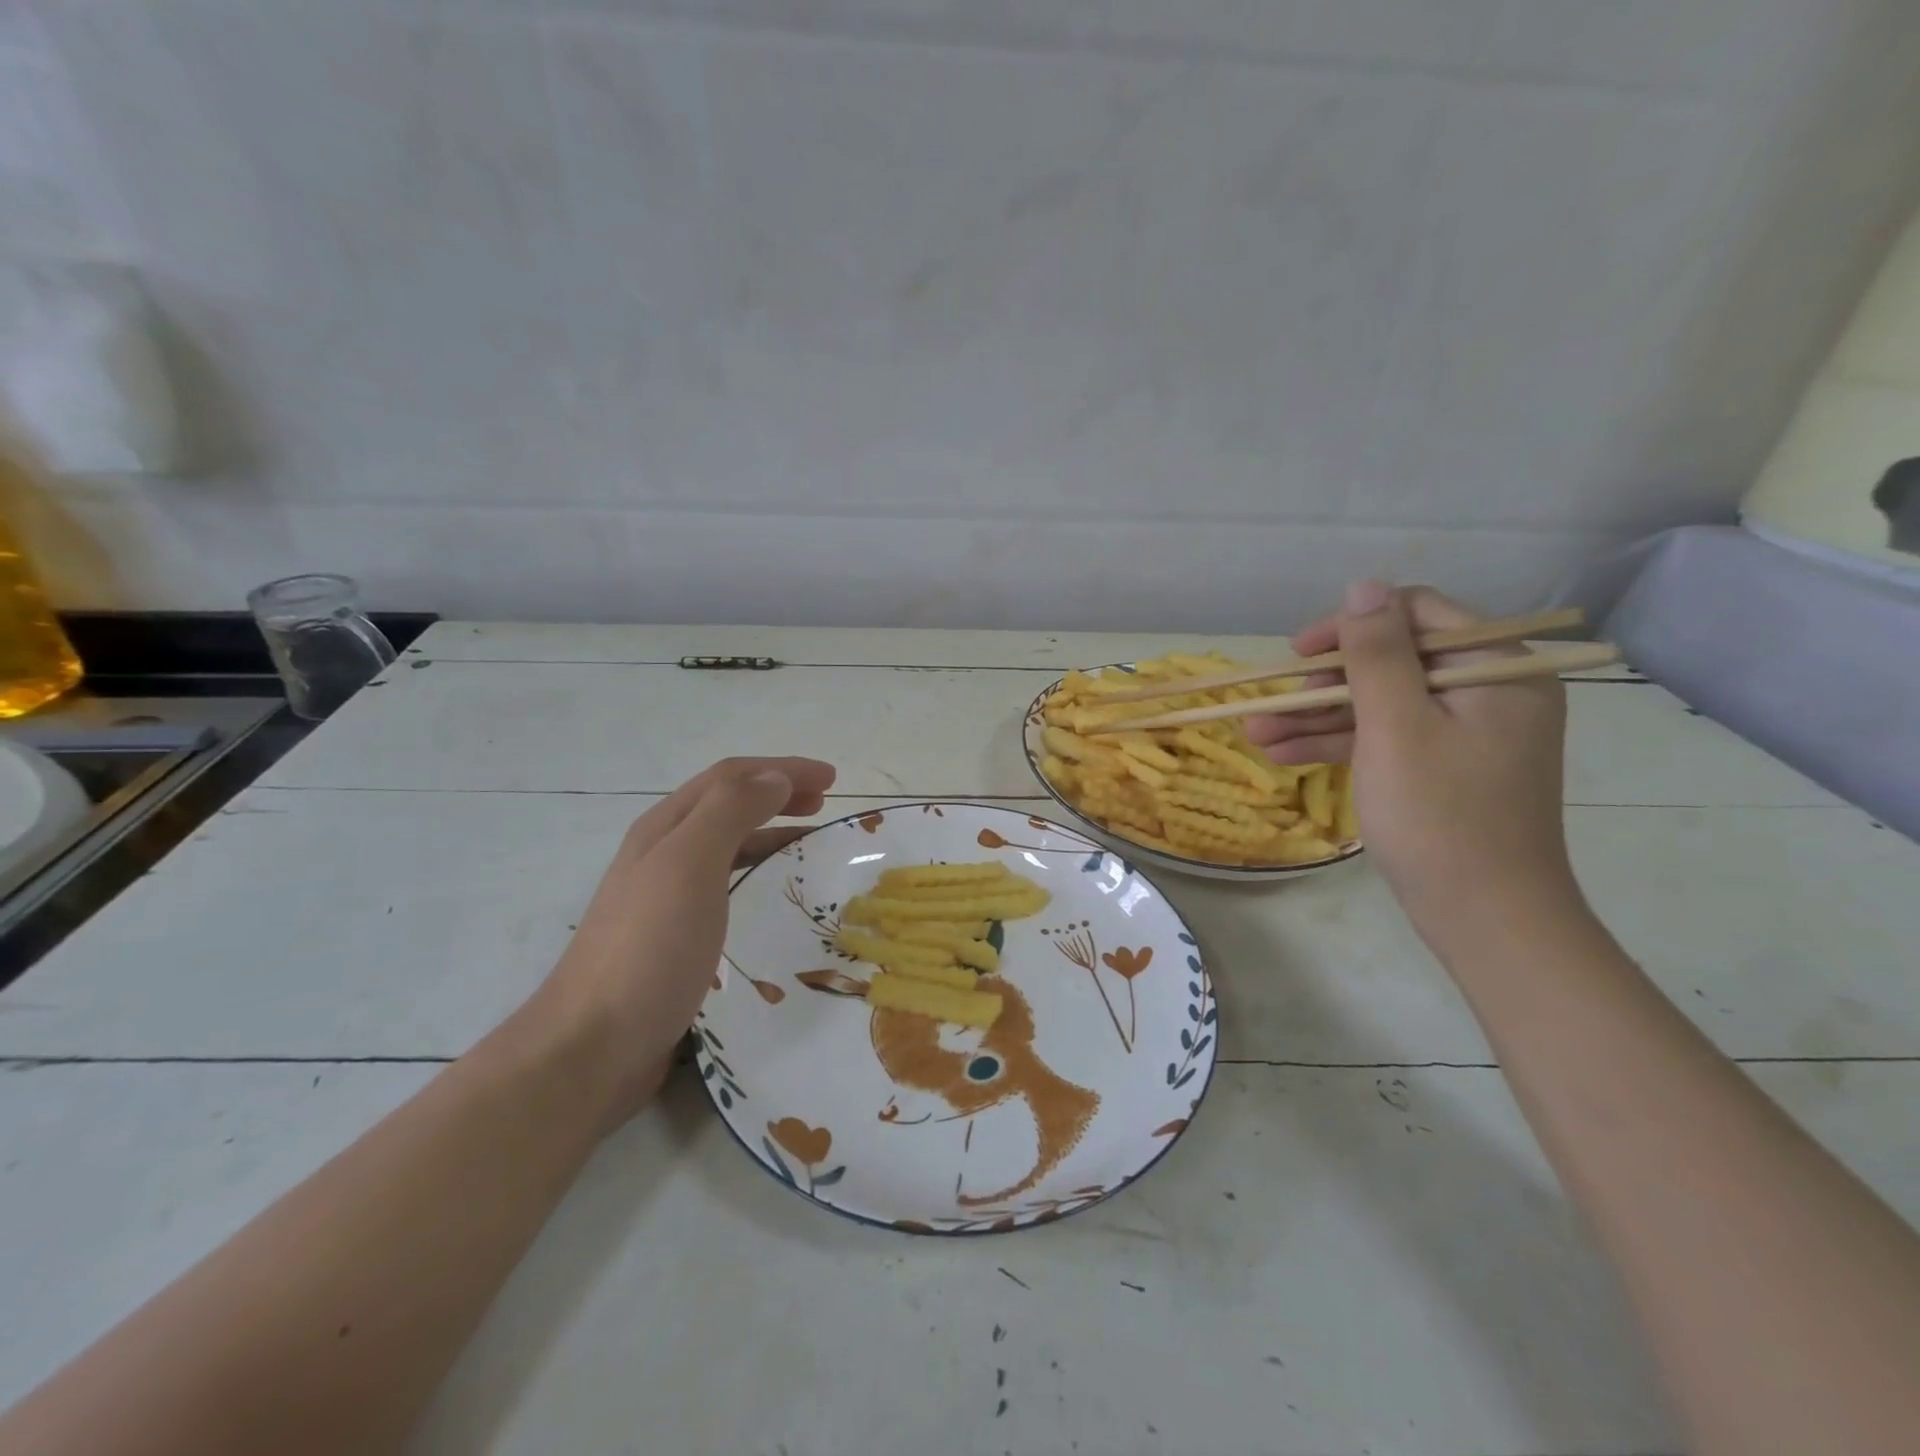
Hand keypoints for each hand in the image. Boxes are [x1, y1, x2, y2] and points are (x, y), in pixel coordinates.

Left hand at [531, 756, 835, 1122]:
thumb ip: (731, 811)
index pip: (730, 777)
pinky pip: (727, 887)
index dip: (782, 769)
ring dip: (770, 833)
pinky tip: (773, 898)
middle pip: (727, 805)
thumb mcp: (689, 865)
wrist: (591, 1048)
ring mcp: (666, 899)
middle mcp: (663, 854)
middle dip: (777, 794)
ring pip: (728, 847)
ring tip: (809, 847)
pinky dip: (758, 876)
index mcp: (665, 828)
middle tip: (824, 806)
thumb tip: (774, 777)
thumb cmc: (648, 948)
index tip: (832, 781)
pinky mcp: (675, 939)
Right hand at [1247, 581, 1579, 943]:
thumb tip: (1364, 585)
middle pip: (1392, 661)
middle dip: (1323, 683)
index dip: (1351, 627)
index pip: (1417, 615)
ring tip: (1255, 734)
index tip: (1298, 654)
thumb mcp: (1397, 726)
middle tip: (1270, 706)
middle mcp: (1489, 691)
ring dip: (1317, 717)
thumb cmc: (1440, 817)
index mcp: (1498, 669)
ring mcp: (1466, 732)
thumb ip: (1378, 653)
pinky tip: (1283, 753)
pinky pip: (1387, 738)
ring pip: (1380, 704)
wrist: (1486, 918)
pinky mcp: (1444, 766)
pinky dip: (1339, 743)